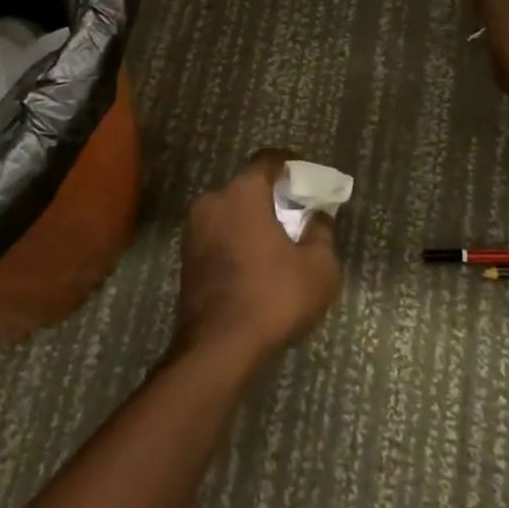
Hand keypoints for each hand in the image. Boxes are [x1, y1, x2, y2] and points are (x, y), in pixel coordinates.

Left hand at [172, 150, 342, 369]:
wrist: (218, 348)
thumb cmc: (273, 296)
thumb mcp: (319, 267)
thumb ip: (321, 232)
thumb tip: (318, 216)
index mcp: (243, 192)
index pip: (268, 160)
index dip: (290, 164)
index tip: (307, 176)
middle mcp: (213, 201)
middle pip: (247, 186)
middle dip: (272, 195)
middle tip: (296, 211)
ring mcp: (194, 230)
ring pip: (230, 212)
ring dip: (252, 219)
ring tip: (278, 240)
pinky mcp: (187, 258)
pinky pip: (219, 235)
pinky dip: (237, 240)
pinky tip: (256, 263)